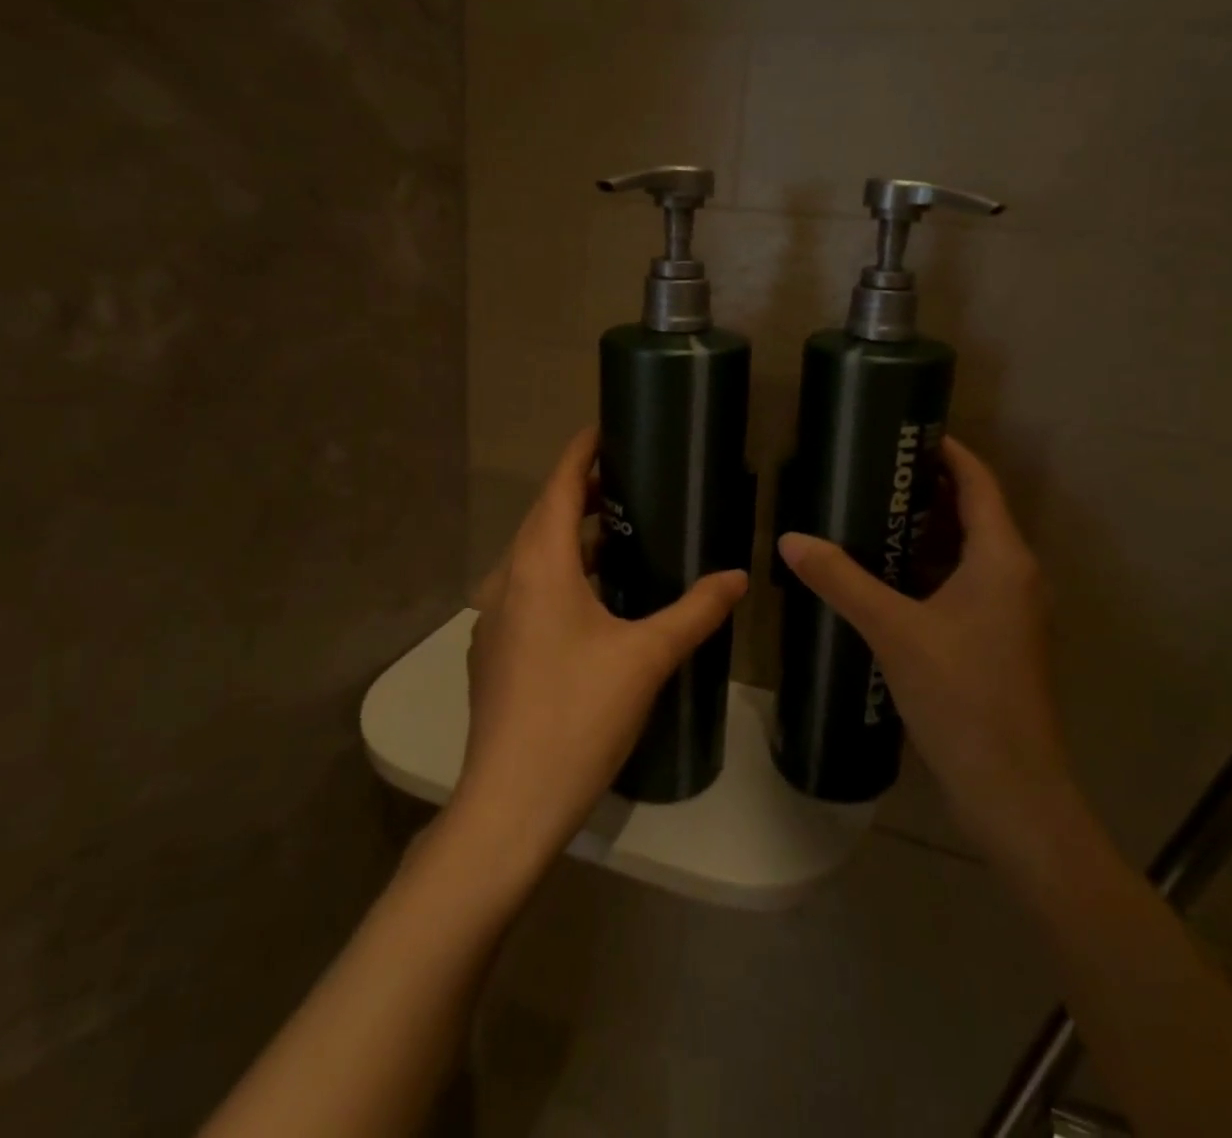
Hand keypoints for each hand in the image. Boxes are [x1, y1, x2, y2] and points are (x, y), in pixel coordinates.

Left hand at [451, 427, 747, 882]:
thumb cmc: (579, 716)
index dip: (581, 453)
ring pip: (533, 557)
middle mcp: (507, 580)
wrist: (510, 802)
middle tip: (630, 481)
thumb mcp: (647, 657)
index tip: (607, 429)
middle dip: (583, 493)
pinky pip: (527, 590)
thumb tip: (737, 576)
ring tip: (620, 535)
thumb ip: (695, 611)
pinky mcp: (494, 651)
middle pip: (544, 517)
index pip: (559, 487)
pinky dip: (558, 574)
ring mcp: (494, 618)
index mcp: (540, 566)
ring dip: (572, 537)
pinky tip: (592, 600)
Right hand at [777, 437, 1068, 854]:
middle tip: (871, 473)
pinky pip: (964, 584)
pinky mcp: (998, 640)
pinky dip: (929, 570)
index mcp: (1002, 558)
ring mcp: (1011, 611)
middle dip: (926, 490)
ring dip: (925, 532)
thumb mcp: (893, 631)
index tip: (905, 433)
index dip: (947, 452)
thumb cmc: (962, 697)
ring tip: (870, 516)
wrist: (1013, 791)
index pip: (978, 482)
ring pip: (967, 552)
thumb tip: (791, 539)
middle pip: (973, 513)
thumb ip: (841, 581)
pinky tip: (886, 578)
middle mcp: (1015, 575)